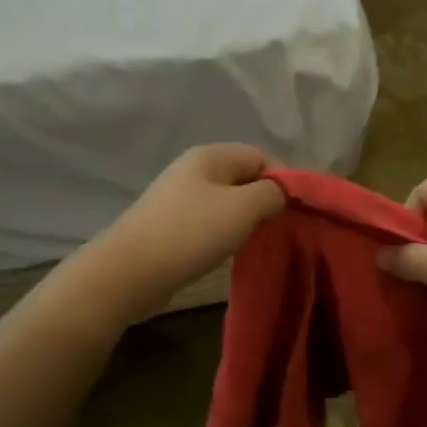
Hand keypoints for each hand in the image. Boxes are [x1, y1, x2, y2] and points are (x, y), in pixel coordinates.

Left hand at [95, 144, 284, 318]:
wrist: (130, 271)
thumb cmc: (191, 232)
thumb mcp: (243, 208)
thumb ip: (272, 193)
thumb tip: (285, 190)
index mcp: (210, 155)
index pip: (261, 155)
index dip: (283, 179)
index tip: (296, 210)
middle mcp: (193, 169)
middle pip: (244, 177)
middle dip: (265, 200)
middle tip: (279, 228)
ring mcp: (179, 197)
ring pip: (227, 201)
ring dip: (245, 220)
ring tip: (256, 242)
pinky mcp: (171, 225)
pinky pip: (209, 221)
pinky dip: (224, 233)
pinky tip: (228, 251)